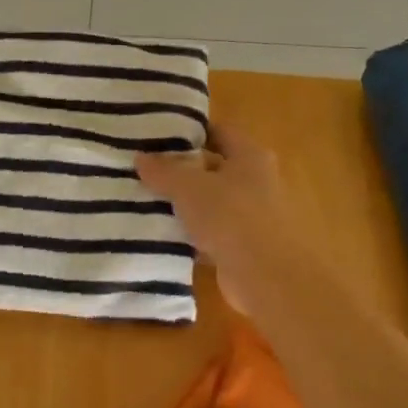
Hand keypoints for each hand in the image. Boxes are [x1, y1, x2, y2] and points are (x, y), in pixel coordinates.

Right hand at [136, 123, 304, 315]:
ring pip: (211, 202)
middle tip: (145, 169)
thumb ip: (163, 171)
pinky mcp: (243, 246)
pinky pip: (211, 232)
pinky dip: (191, 234)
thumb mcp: (189, 187)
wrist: (266, 275)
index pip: (219, 131)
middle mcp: (256, 181)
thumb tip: (141, 157)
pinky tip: (163, 235)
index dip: (190, 132)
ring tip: (146, 201)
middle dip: (182, 170)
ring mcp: (252, 215)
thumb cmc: (231, 216)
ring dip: (185, 204)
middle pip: (214, 167)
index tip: (158, 137)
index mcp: (250, 156)